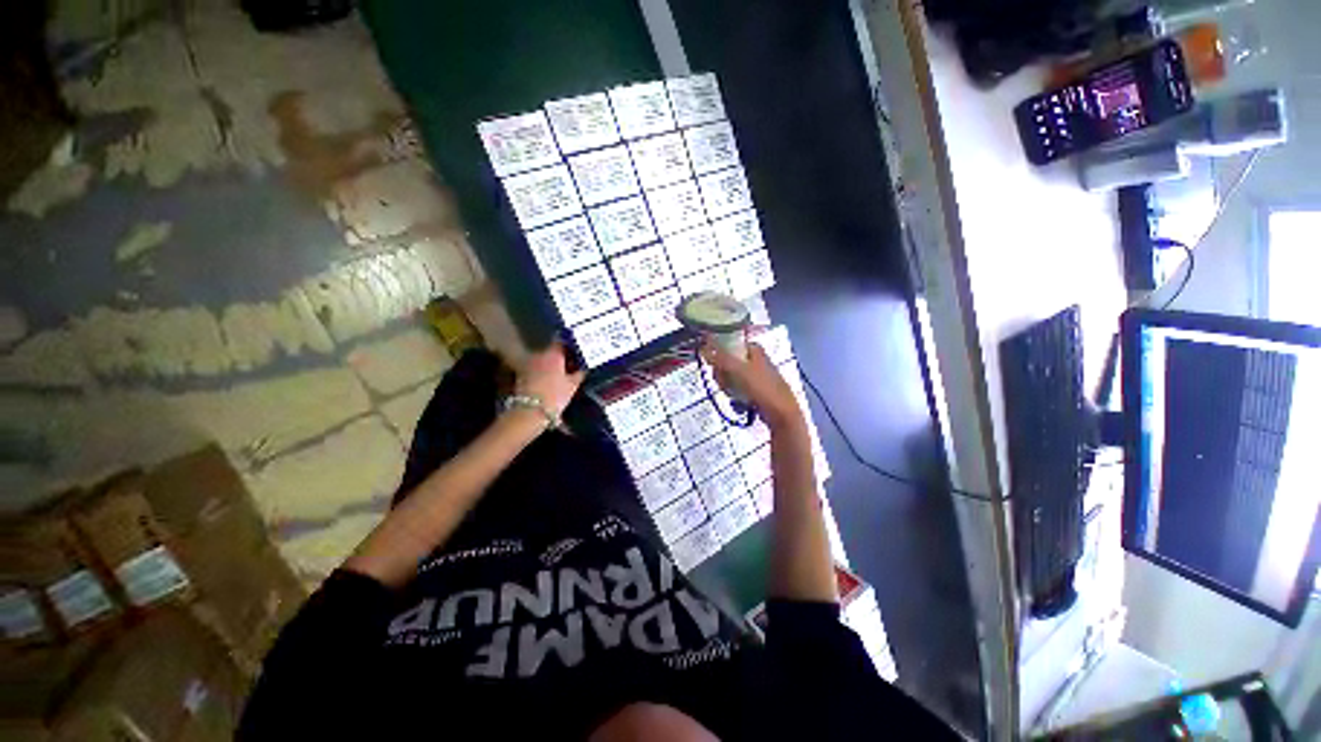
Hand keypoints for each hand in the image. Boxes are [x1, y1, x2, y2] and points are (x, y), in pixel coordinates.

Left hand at [515, 342, 585, 416]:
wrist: (529, 412)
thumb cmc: (554, 396)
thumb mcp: (572, 385)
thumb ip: (579, 373)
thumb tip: (584, 367)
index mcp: (553, 354)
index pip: (562, 342)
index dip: (571, 345)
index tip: (578, 351)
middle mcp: (539, 355)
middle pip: (553, 351)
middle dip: (563, 356)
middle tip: (574, 364)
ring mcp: (529, 364)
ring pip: (545, 359)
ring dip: (553, 364)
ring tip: (564, 374)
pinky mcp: (523, 374)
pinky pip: (538, 368)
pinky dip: (545, 371)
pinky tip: (552, 380)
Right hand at [700, 337, 804, 430]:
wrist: (781, 412)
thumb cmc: (761, 387)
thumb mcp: (738, 370)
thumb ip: (719, 358)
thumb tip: (703, 347)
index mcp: (753, 348)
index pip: (727, 345)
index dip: (718, 355)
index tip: (715, 367)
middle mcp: (754, 358)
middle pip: (726, 362)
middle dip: (723, 375)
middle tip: (726, 384)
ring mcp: (755, 374)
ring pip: (730, 376)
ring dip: (728, 386)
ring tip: (735, 395)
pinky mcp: (755, 388)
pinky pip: (737, 387)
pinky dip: (735, 394)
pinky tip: (739, 401)